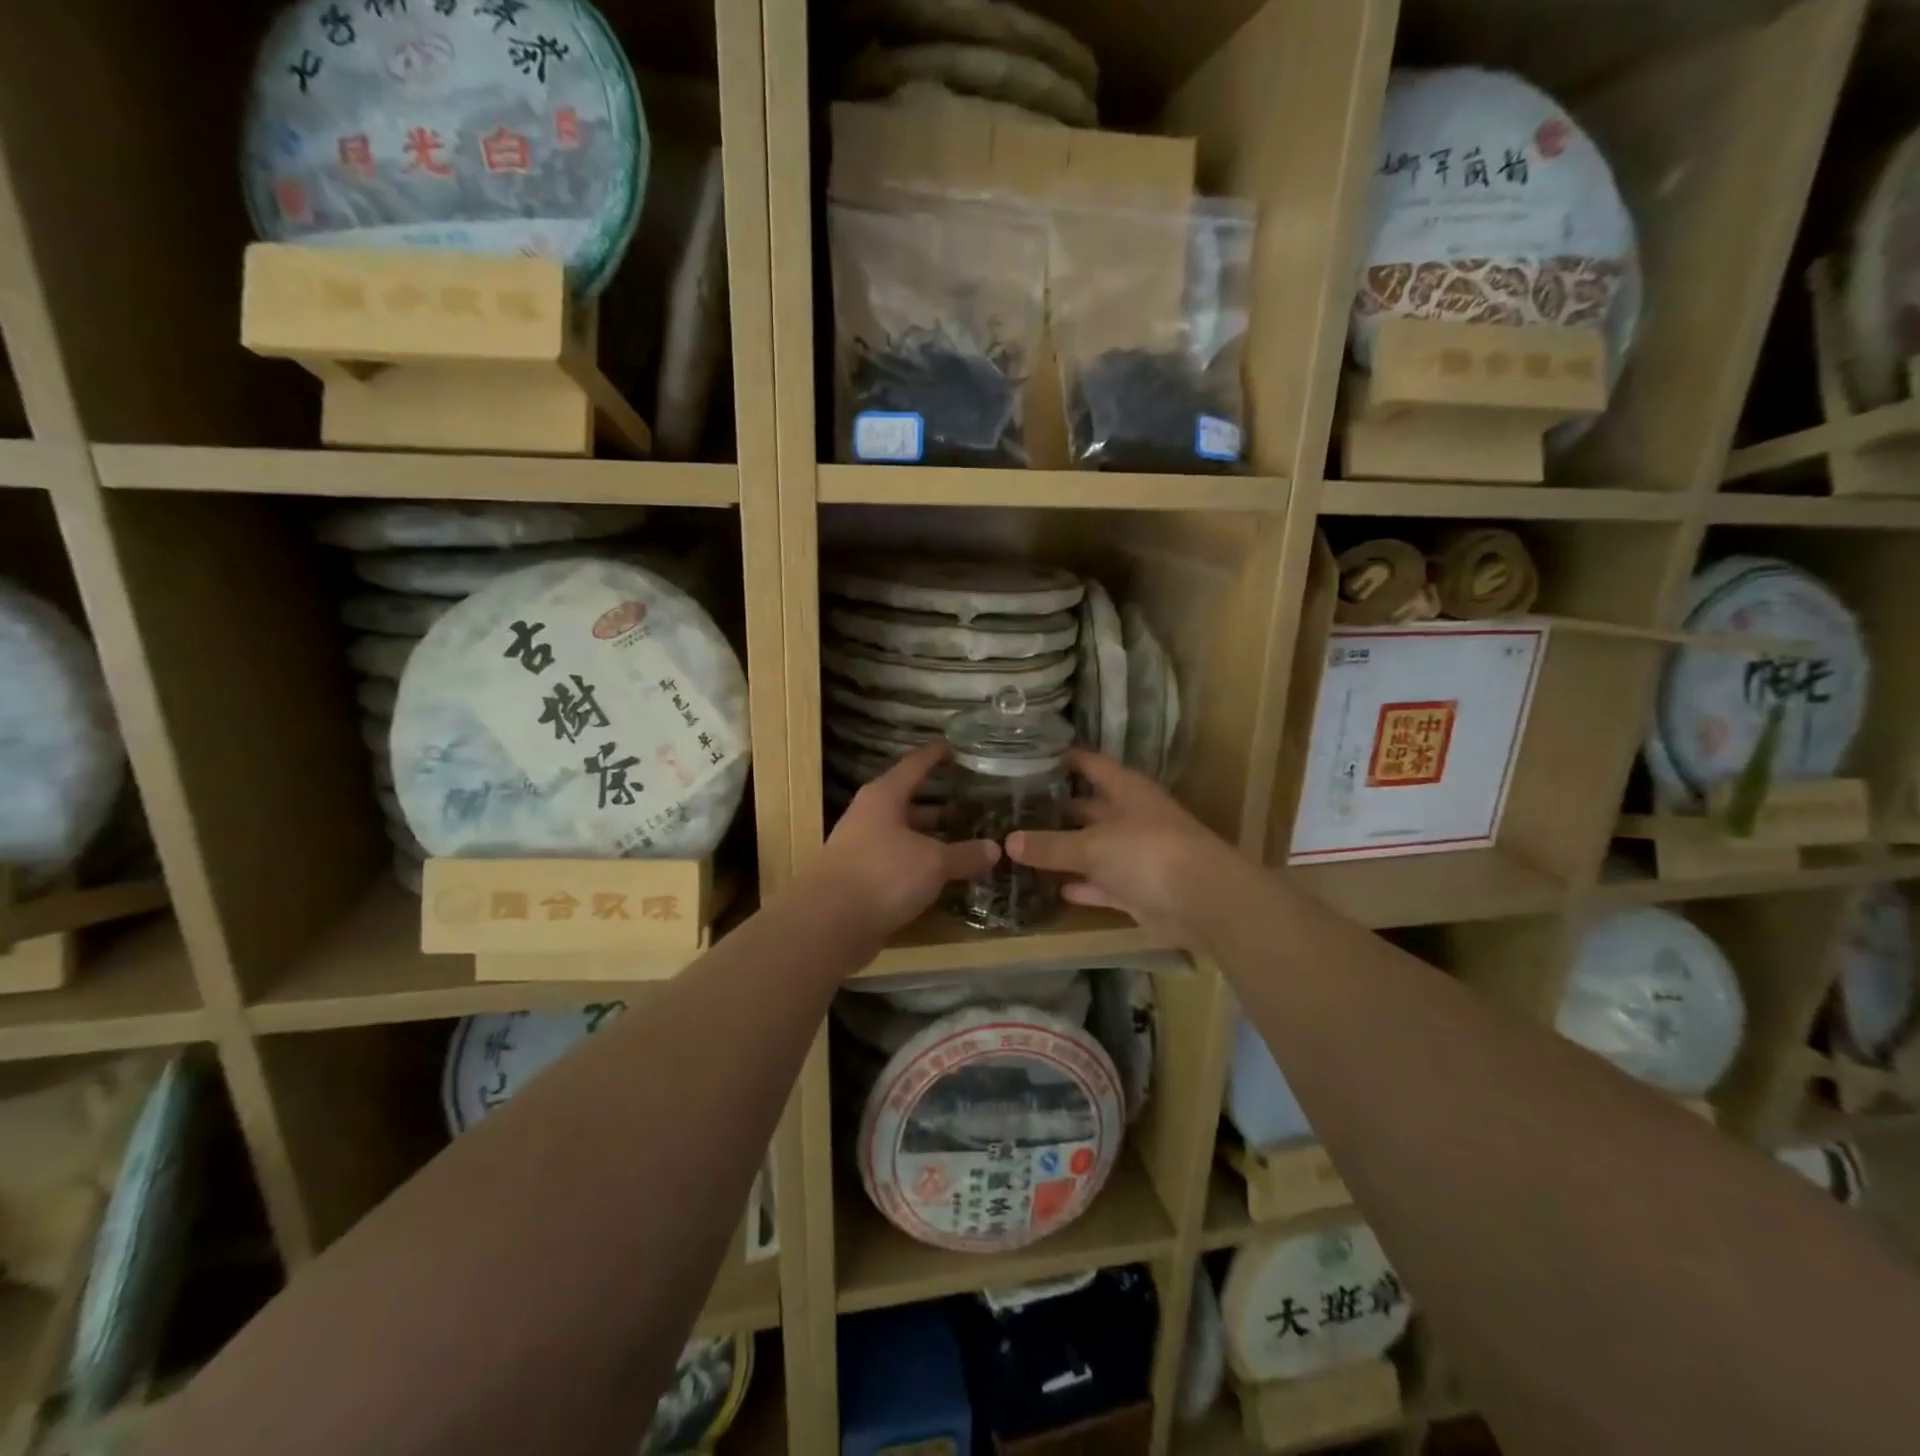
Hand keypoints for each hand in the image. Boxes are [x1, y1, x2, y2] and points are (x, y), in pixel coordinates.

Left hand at [808, 742, 999, 939]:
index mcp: (885, 796)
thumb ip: (965, 854)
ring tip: (966, 839)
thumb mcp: (933, 862)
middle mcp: (871, 816)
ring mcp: (864, 848)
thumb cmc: (883, 874)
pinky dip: (921, 864)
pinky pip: (899, 862)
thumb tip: (996, 848)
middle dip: (941, 803)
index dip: (936, 755)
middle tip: (974, 803)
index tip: (957, 748)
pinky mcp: (863, 878)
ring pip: (905, 834)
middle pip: (909, 801)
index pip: (915, 765)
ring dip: (932, 837)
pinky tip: (944, 874)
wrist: (829, 923)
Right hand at [1005, 749, 1231, 936]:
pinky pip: (1103, 884)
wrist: (1203, 902)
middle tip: (1017, 810)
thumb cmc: (1148, 853)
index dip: (1068, 759)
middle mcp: (1133, 818)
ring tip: (1025, 849)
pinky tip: (1056, 888)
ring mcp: (1138, 855)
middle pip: (1091, 808)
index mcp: (1127, 791)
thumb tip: (1008, 841)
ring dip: (1068, 852)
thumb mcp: (1092, 846)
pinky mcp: (1140, 890)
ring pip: (1095, 849)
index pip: (1093, 765)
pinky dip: (1083, 886)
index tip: (1035, 756)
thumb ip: (1050, 845)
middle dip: (1060, 810)